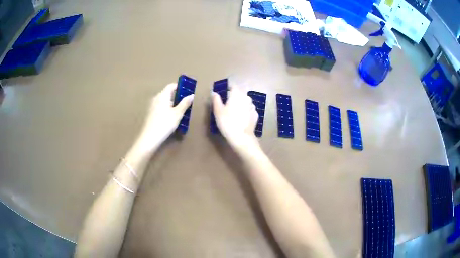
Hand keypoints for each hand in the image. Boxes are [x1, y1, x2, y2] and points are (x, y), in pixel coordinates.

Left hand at [140, 83, 193, 146]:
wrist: (150, 137)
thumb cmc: (165, 123)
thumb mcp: (178, 113)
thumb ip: (185, 103)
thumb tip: (191, 95)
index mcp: (163, 95)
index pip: (171, 86)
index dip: (180, 87)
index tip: (187, 91)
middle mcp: (156, 98)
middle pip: (168, 93)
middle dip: (177, 97)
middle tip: (186, 103)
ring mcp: (152, 105)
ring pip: (165, 101)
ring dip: (173, 104)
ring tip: (181, 111)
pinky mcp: (151, 113)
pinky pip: (161, 107)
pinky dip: (167, 109)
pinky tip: (172, 117)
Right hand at [212, 86, 258, 149]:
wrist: (241, 137)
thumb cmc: (227, 122)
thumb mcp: (218, 110)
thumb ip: (216, 99)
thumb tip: (214, 92)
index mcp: (237, 94)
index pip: (233, 86)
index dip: (228, 88)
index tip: (223, 93)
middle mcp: (247, 97)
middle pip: (240, 93)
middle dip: (234, 96)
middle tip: (227, 103)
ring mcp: (253, 106)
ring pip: (245, 101)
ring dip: (240, 103)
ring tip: (234, 111)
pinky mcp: (256, 115)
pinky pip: (249, 109)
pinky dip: (245, 111)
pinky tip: (241, 118)